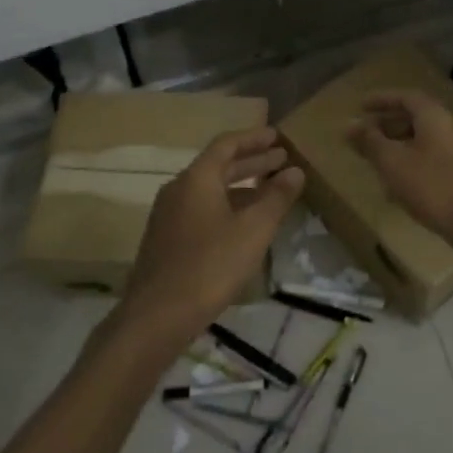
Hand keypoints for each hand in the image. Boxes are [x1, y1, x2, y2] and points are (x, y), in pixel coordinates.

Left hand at [113, 127, 303, 347]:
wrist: (156, 316)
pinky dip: (227, 206)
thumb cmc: (209, 266)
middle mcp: (179, 189)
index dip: (254, 138)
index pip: (227, 144)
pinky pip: (202, 209)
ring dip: (241, 186)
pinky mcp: (167, 239)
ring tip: (271, 191)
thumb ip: (276, 198)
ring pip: (210, 190)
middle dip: (252, 162)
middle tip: (282, 160)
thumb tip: (295, 171)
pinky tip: (244, 224)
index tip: (278, 136)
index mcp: (197, 178)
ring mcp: (169, 215)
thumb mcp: (252, 231)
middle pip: (218, 166)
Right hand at [348, 91, 452, 245]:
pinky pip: (432, 164)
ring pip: (423, 144)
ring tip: (376, 163)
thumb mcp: (393, 162)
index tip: (361, 106)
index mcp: (435, 117)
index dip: (382, 99)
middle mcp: (450, 130)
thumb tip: (350, 124)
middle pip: (416, 120)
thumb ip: (370, 142)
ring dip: (398, 149)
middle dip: (388, 126)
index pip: (406, 97)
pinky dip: (411, 168)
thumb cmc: (433, 186)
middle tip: (364, 136)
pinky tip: (398, 191)